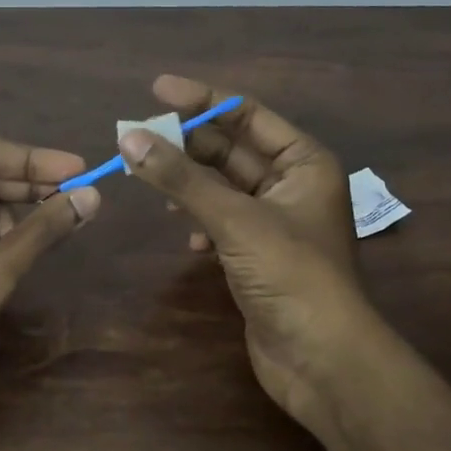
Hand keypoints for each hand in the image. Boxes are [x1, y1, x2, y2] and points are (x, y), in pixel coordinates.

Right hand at [117, 75, 370, 421]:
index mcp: (304, 162)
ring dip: (187, 182)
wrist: (321, 360)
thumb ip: (181, 178)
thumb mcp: (235, 219)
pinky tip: (185, 233)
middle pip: (230, 149)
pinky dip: (199, 219)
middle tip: (137, 136)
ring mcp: (274, 222)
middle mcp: (292, 184)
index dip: (202, 99)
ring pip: (221, 186)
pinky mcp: (257, 255)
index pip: (247, 115)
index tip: (156, 90)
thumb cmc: (291, 275)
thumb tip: (129, 138)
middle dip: (186, 143)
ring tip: (148, 178)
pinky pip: (220, 220)